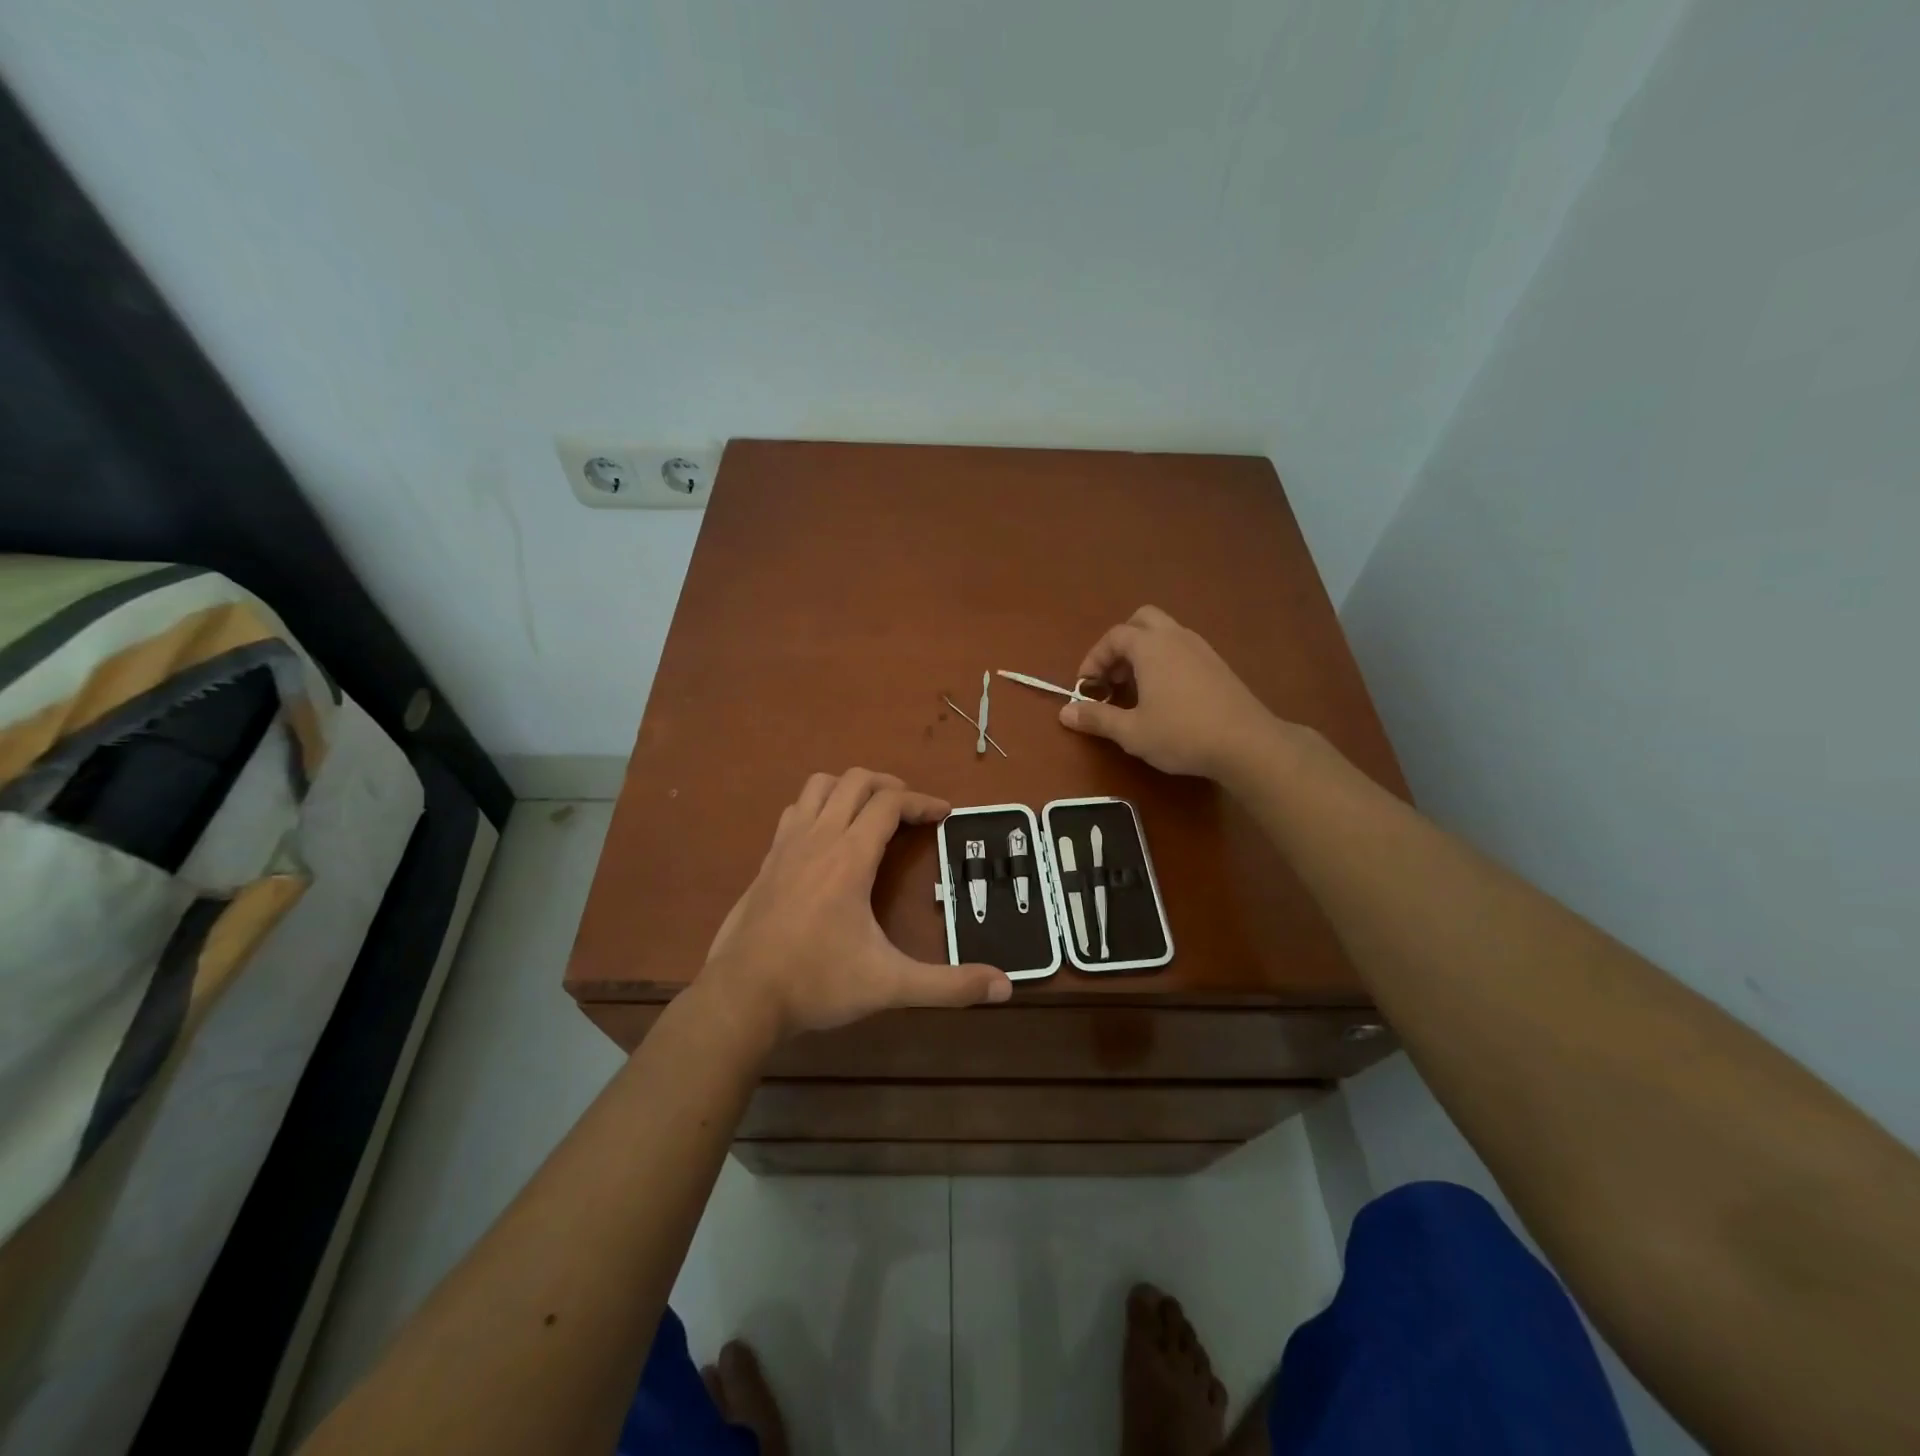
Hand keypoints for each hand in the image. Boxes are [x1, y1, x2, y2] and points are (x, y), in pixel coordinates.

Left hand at [697, 769, 1011, 1045]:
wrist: (741, 997)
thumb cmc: (817, 983)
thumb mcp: (890, 985)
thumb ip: (948, 986)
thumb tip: (1004, 987)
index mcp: (850, 856)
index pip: (890, 803)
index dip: (922, 801)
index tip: (945, 814)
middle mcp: (818, 838)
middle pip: (855, 781)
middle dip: (890, 785)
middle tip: (912, 810)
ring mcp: (786, 846)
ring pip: (818, 786)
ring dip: (849, 788)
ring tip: (871, 813)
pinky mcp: (767, 861)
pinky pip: (795, 811)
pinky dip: (819, 807)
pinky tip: (827, 839)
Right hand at [1060, 606, 1278, 778]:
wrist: (1247, 743)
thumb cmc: (1181, 733)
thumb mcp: (1131, 732)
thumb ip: (1096, 718)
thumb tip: (1064, 713)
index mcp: (1151, 647)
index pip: (1113, 637)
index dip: (1093, 659)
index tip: (1086, 688)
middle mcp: (1176, 637)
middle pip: (1142, 621)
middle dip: (1121, 644)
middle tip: (1113, 677)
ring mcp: (1201, 648)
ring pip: (1165, 633)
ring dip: (1144, 653)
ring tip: (1136, 690)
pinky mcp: (1218, 665)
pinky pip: (1182, 649)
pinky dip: (1165, 661)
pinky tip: (1166, 697)